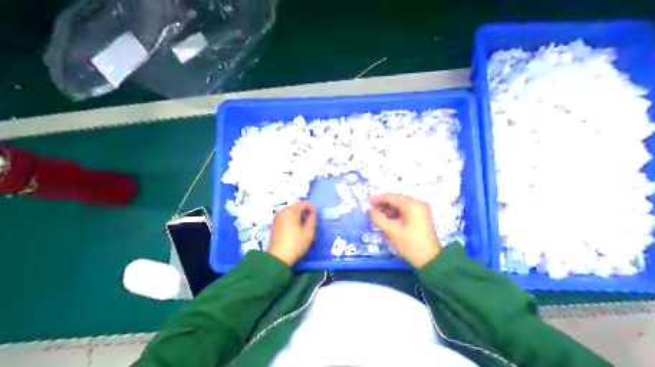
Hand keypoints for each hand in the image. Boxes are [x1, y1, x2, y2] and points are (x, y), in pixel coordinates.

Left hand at [265, 201, 316, 266]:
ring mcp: (277, 218)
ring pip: (290, 214)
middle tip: (311, 223)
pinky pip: (286, 219)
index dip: (311, 208)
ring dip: (298, 218)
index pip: (303, 204)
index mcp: (290, 211)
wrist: (278, 257)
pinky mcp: (274, 225)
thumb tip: (312, 214)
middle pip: (296, 208)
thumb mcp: (308, 231)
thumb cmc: (296, 243)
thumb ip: (312, 219)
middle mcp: (282, 212)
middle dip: (304, 213)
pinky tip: (296, 230)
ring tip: (305, 227)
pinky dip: (292, 221)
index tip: (316, 217)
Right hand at [371, 193, 441, 267]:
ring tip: (379, 217)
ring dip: (390, 209)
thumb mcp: (392, 232)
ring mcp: (422, 210)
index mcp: (412, 205)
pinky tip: (389, 220)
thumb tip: (369, 210)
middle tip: (371, 211)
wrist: (430, 260)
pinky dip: (397, 213)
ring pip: (402, 205)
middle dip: (384, 204)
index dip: (378, 199)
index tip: (367, 203)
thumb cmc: (410, 244)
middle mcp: (418, 203)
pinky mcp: (422, 217)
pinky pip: (407, 210)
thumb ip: (378, 219)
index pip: (392, 197)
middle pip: (397, 199)